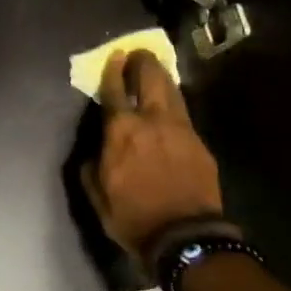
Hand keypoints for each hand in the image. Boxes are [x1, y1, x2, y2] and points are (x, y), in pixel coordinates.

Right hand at [83, 49, 226, 256]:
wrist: (184, 237)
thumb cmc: (132, 217)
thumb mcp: (97, 195)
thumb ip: (91, 167)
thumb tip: (94, 152)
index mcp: (121, 131)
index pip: (115, 90)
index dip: (114, 70)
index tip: (115, 56)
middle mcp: (152, 121)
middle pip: (150, 78)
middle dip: (143, 62)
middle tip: (138, 54)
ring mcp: (181, 129)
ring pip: (172, 91)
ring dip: (162, 76)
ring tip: (155, 69)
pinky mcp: (199, 142)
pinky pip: (184, 112)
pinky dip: (174, 101)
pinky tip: (171, 103)